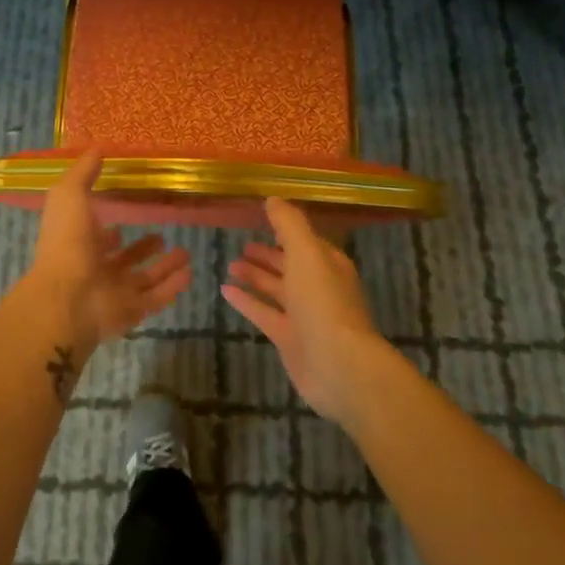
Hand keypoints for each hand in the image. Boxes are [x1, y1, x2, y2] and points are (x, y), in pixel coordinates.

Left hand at [25, 150, 191, 356]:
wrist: (68, 297)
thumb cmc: (67, 242)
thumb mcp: (70, 195)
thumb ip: (84, 172)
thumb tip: (98, 147)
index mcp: (79, 244)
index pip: (97, 237)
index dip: (110, 229)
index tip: (128, 215)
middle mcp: (96, 269)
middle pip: (123, 260)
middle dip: (142, 248)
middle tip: (163, 235)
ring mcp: (114, 293)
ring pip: (144, 279)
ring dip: (164, 267)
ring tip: (185, 254)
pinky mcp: (131, 311)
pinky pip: (156, 298)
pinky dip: (172, 287)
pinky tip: (189, 273)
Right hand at [222, 197, 394, 424]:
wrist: (339, 365)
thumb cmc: (323, 302)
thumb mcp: (306, 253)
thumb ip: (289, 224)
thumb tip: (273, 198)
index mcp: (328, 264)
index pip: (305, 241)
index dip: (286, 230)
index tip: (262, 219)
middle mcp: (318, 287)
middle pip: (290, 265)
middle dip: (268, 255)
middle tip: (241, 245)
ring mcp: (304, 315)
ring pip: (276, 289)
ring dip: (255, 276)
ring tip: (230, 264)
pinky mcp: (289, 338)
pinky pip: (264, 313)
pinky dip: (246, 301)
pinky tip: (225, 291)